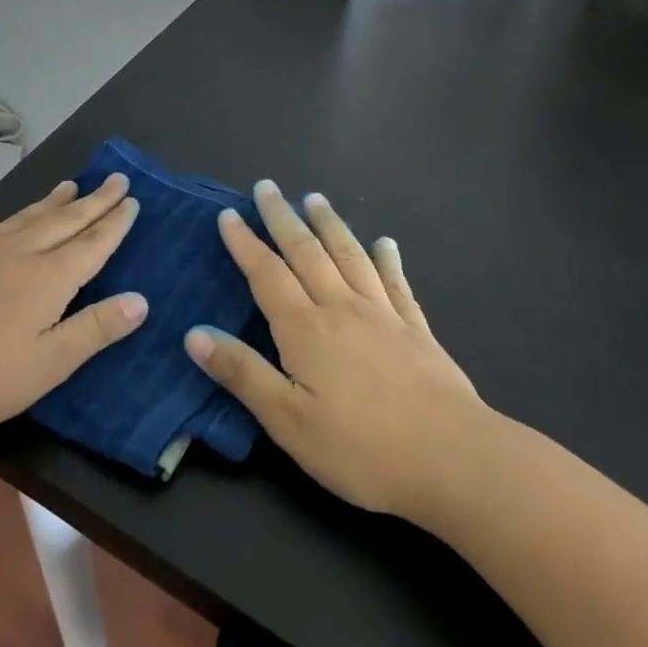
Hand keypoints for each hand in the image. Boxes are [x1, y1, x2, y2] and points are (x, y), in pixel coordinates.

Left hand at [0, 175, 145, 436]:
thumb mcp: (49, 363)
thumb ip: (95, 329)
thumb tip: (142, 300)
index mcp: (48, 279)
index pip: (92, 244)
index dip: (115, 223)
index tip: (133, 199)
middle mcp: (18, 255)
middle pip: (64, 222)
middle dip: (93, 201)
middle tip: (116, 179)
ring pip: (24, 219)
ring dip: (50, 202)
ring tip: (69, 185)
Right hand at [183, 181, 488, 521]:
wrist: (454, 459)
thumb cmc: (362, 448)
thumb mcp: (288, 421)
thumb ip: (242, 373)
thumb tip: (194, 333)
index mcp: (306, 329)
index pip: (266, 275)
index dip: (244, 244)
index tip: (228, 214)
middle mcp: (342, 309)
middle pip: (306, 253)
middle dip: (282, 218)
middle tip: (267, 187)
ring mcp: (384, 315)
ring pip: (349, 256)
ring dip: (330, 224)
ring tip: (315, 199)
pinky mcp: (416, 330)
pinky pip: (396, 282)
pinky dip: (387, 259)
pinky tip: (385, 244)